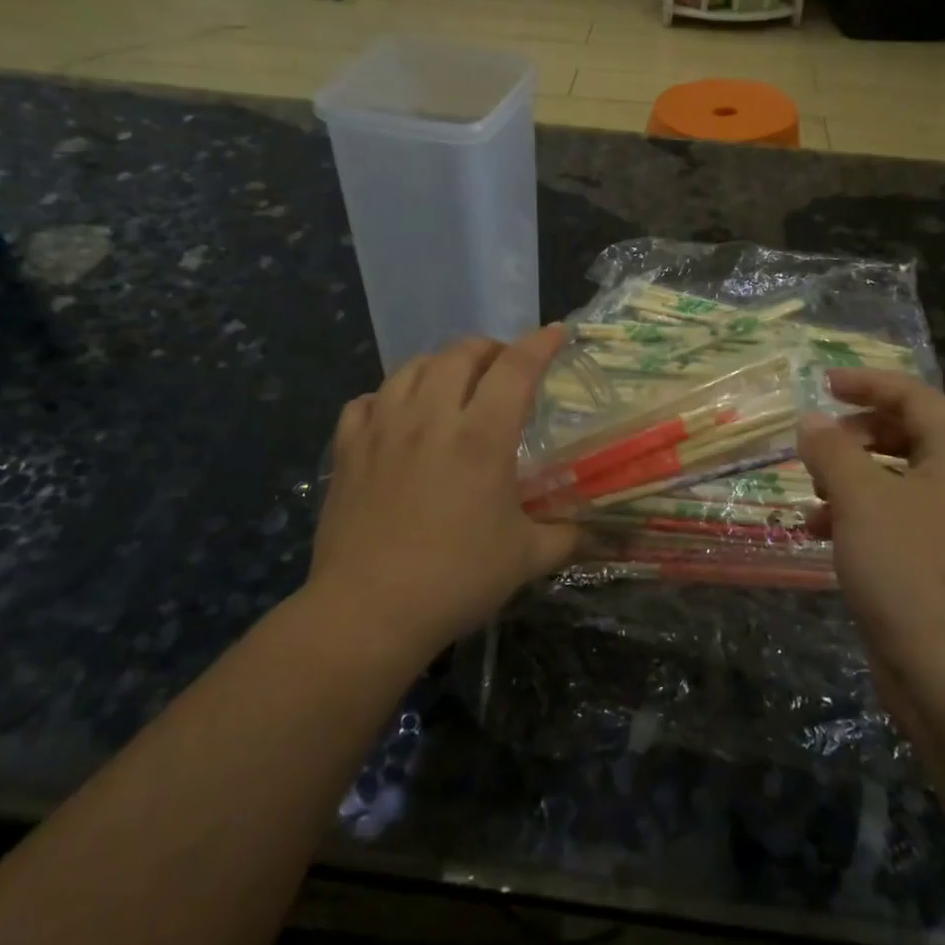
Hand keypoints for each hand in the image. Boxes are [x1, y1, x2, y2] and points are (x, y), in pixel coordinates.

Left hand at [305, 326, 576, 667]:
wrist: (367, 612)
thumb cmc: (455, 580)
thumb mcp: (525, 559)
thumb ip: (566, 537)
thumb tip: (596, 533)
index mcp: (481, 436)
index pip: (516, 368)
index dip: (541, 343)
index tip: (557, 332)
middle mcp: (431, 418)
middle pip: (460, 353)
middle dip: (490, 348)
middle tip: (504, 368)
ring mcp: (383, 429)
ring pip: (411, 367)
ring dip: (440, 364)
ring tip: (453, 383)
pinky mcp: (348, 450)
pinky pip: (366, 401)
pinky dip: (387, 398)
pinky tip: (396, 416)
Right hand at [797, 369, 944, 699]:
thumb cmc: (912, 570)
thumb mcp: (861, 498)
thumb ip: (832, 450)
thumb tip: (812, 420)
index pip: (917, 397)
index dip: (869, 383)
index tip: (824, 384)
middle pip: (910, 437)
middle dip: (857, 435)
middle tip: (817, 444)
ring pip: (900, 482)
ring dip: (852, 479)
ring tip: (811, 493)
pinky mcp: (944, 570)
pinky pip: (899, 523)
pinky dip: (860, 518)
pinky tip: (821, 534)